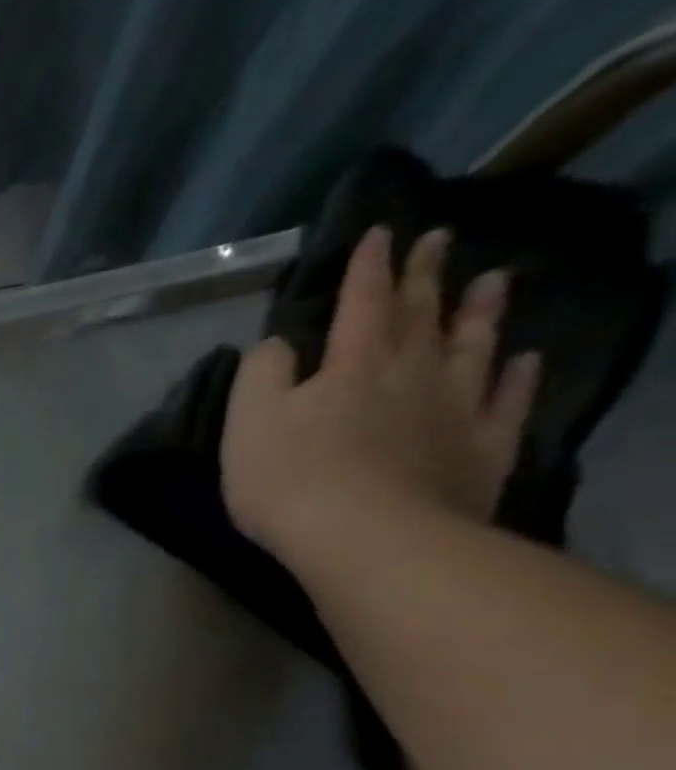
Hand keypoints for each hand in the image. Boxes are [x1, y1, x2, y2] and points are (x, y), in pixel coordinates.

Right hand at [221, 224, 542, 572]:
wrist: (366, 536)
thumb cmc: (290, 479)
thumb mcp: (248, 424)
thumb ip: (260, 376)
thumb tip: (276, 345)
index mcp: (352, 363)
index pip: (361, 302)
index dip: (367, 267)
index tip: (380, 233)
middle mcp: (412, 371)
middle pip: (421, 314)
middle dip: (425, 276)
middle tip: (439, 239)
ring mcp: (455, 408)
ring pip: (473, 346)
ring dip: (480, 312)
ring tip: (493, 281)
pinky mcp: (482, 448)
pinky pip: (507, 402)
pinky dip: (517, 377)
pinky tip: (522, 360)